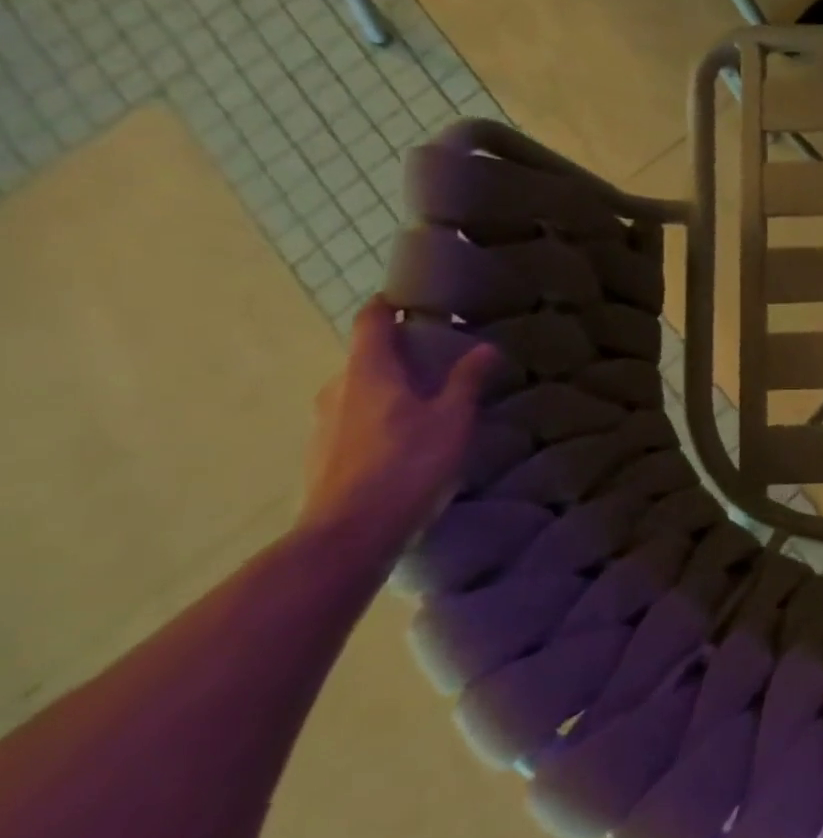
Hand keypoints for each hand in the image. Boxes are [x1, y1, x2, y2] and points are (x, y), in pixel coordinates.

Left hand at [300, 296, 495, 559]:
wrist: (349, 535)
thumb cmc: (407, 464)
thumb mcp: (452, 419)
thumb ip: (467, 380)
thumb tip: (485, 347)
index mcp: (368, 371)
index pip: (371, 321)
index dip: (389, 306)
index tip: (412, 301)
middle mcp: (338, 389)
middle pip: (365, 357)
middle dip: (398, 353)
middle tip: (437, 359)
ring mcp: (324, 425)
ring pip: (359, 391)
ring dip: (388, 389)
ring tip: (426, 402)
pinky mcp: (323, 456)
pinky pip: (353, 421)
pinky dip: (378, 418)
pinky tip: (405, 441)